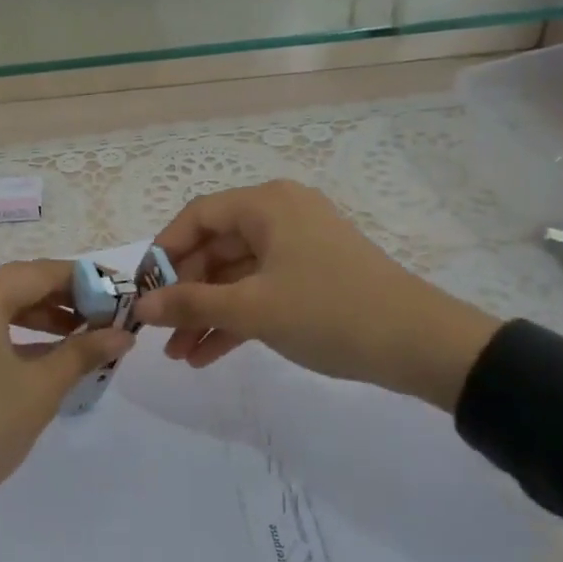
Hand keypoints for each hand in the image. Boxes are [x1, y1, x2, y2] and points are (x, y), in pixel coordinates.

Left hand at [0, 260, 133, 522]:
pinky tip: (40, 353)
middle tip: (104, 318)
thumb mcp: (40, 388)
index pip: (41, 273)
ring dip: (38, 317)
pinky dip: (9, 333)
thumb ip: (83, 352)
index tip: (119, 295)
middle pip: (17, 284)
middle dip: (63, 300)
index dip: (86, 281)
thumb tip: (123, 334)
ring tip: (79, 336)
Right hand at [133, 180, 500, 409]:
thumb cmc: (328, 311)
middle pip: (215, 248)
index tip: (141, 292)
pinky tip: (207, 356)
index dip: (163, 253)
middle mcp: (281, 216)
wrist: (421, 345)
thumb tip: (141, 307)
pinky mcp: (313, 278)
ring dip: (207, 313)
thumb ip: (190, 304)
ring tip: (179, 356)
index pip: (197, 217)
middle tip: (159, 333)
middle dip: (184, 293)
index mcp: (267, 205)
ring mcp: (299, 248)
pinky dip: (236, 319)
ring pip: (237, 275)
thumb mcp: (252, 309)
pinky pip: (261, 291)